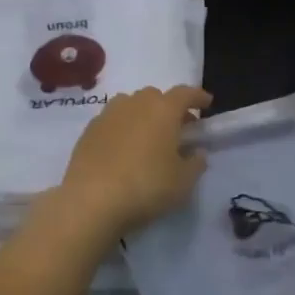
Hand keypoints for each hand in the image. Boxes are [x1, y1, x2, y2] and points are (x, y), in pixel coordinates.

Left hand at [58, 85, 211, 240]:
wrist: (91, 201)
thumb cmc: (146, 187)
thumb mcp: (183, 182)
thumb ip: (195, 163)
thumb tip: (196, 152)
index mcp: (163, 110)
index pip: (185, 94)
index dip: (198, 97)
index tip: (207, 103)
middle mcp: (134, 104)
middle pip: (156, 96)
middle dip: (170, 107)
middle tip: (178, 128)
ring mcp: (107, 116)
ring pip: (131, 105)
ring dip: (143, 115)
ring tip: (149, 137)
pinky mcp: (88, 132)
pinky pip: (112, 121)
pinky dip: (123, 128)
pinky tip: (124, 150)